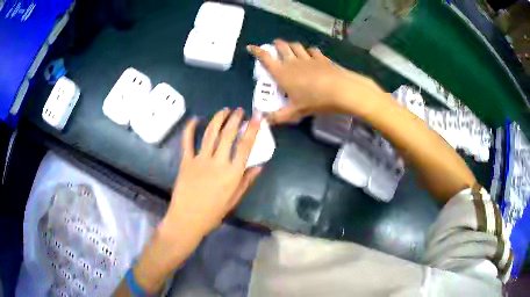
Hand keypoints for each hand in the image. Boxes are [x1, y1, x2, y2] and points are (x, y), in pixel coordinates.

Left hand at [159, 108, 261, 251]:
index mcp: (233, 173)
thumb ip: (246, 181)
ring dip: (218, 119)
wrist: (187, 219)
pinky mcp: (186, 161)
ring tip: (224, 110)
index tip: (256, 117)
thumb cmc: (213, 213)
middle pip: (228, 134)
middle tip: (239, 110)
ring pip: (210, 134)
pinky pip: (188, 141)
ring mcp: (200, 160)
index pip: (246, 146)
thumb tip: (259, 166)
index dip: (252, 129)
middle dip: (235, 119)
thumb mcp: (234, 200)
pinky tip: (196, 119)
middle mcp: (218, 162)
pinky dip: (190, 128)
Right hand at [247, 39, 384, 123]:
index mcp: (282, 73)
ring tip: (290, 48)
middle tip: (275, 45)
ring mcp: (308, 58)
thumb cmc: (314, 100)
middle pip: (282, 47)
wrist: (340, 90)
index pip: (266, 58)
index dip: (257, 51)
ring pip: (296, 46)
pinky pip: (312, 50)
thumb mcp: (295, 111)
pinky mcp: (322, 58)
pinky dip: (309, 50)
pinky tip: (311, 54)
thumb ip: (279, 116)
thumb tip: (264, 122)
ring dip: (291, 45)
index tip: (251, 47)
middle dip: (277, 44)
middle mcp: (293, 62)